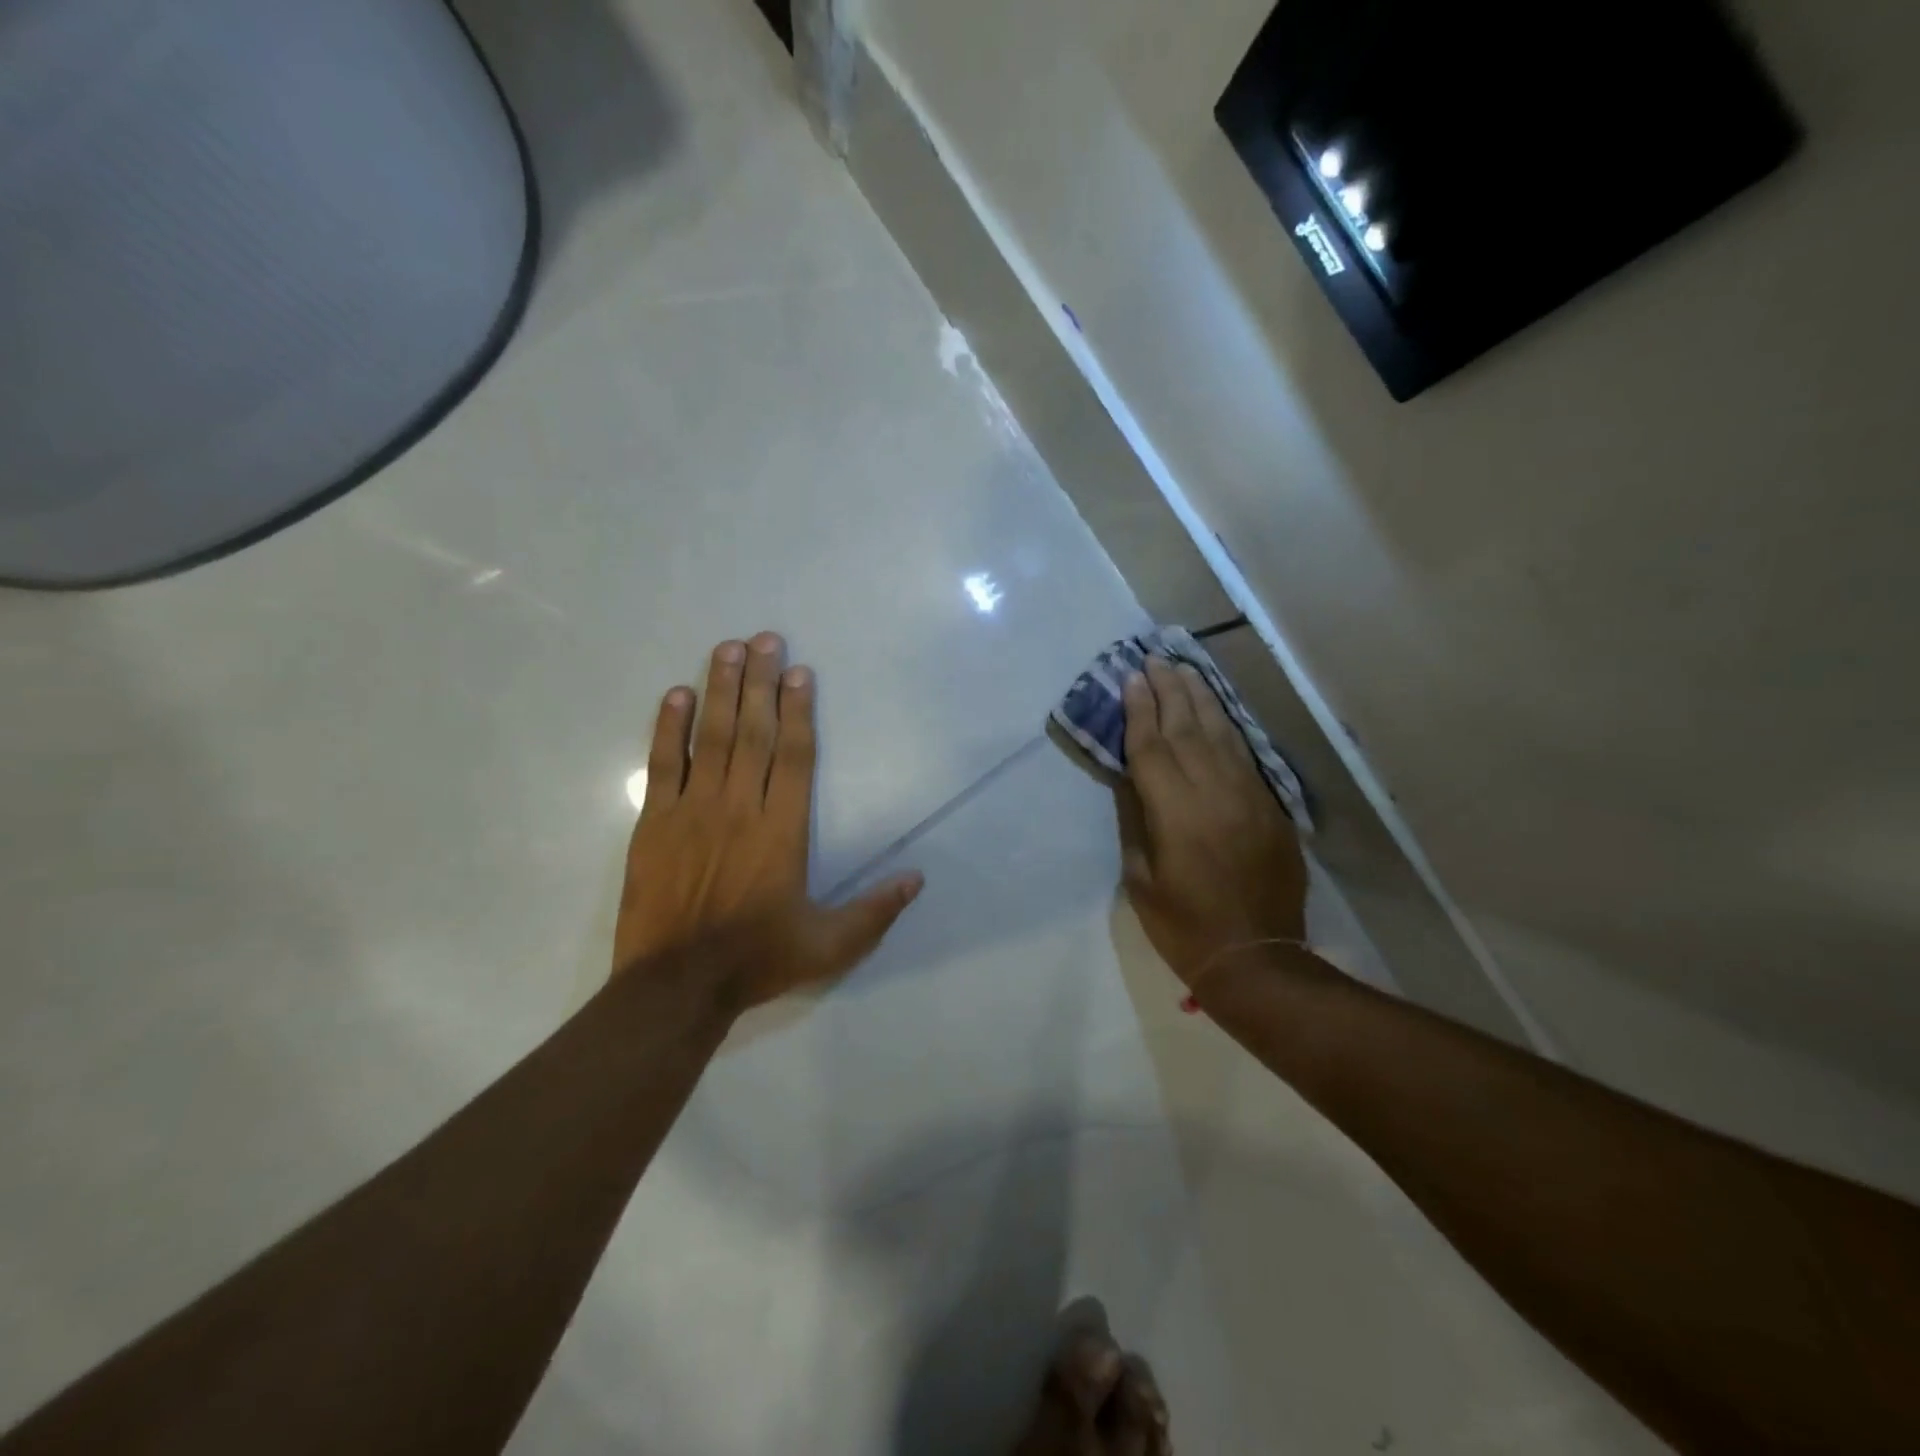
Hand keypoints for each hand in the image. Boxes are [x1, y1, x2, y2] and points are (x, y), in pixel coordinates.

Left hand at [613, 633, 922, 1011]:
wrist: (675, 986)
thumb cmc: (757, 960)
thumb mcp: (830, 945)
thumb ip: (876, 911)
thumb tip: (919, 878)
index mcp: (782, 831)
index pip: (795, 756)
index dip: (800, 710)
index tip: (800, 671)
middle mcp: (740, 808)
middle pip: (753, 732)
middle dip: (760, 681)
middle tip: (764, 638)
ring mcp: (692, 811)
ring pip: (710, 738)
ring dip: (719, 690)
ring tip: (726, 649)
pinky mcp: (654, 823)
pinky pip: (662, 765)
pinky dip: (668, 728)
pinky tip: (676, 695)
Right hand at [1115, 656, 1306, 986]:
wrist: (1257, 958)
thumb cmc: (1184, 926)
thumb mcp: (1141, 879)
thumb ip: (1136, 821)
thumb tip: (1132, 779)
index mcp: (1176, 812)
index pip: (1153, 747)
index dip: (1139, 711)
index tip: (1130, 679)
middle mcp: (1214, 792)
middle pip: (1188, 728)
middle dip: (1169, 690)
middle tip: (1155, 658)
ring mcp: (1249, 796)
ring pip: (1221, 733)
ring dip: (1201, 698)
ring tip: (1185, 668)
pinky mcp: (1271, 807)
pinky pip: (1246, 755)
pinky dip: (1228, 727)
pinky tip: (1216, 711)